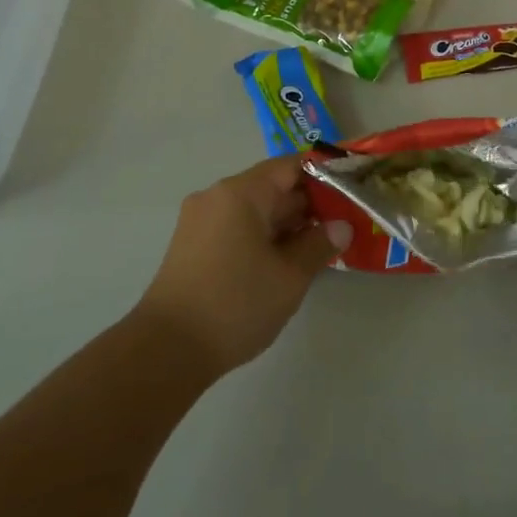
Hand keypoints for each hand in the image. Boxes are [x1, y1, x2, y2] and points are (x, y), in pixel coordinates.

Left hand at [137, 155, 349, 376]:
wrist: (166, 351)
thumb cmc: (235, 304)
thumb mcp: (289, 277)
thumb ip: (319, 245)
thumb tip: (342, 226)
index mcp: (240, 192)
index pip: (290, 166)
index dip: (324, 174)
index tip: (351, 189)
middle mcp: (217, 196)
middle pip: (272, 186)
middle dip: (308, 203)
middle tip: (343, 222)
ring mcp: (200, 220)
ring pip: (254, 209)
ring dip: (286, 223)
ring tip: (320, 245)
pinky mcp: (192, 245)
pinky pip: (236, 226)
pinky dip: (263, 236)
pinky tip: (284, 260)